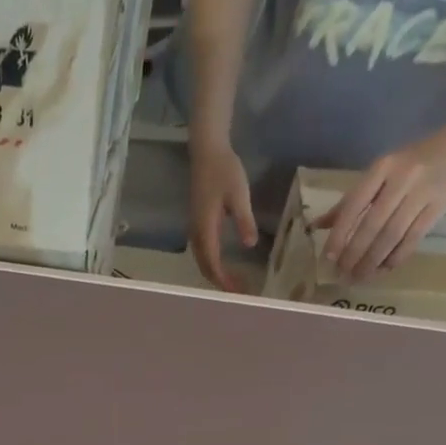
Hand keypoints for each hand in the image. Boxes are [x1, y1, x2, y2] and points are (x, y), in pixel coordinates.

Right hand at [188, 140, 258, 291]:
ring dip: (215, 274)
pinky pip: (202, 252)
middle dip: (219, 282)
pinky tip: (222, 264)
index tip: (237, 291)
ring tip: (230, 282)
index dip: (223, 280)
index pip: (212, 263)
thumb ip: (244, 220)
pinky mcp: (197, 224)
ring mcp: (195, 230)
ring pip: (202, 261)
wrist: (207, 152)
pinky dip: (212, 263)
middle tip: (237, 292)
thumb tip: (250, 245)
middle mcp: (196, 234)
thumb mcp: (239, 194)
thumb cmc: (224, 170)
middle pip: (205, 267)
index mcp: (205, 229)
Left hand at [315, 129, 445, 282]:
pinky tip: (383, 270)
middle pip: (372, 225)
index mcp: (382, 167)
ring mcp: (423, 192)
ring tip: (358, 277)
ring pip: (391, 236)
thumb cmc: (412, 163)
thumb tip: (316, 226)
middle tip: (342, 274)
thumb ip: (349, 201)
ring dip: (372, 261)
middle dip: (354, 254)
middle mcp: (403, 178)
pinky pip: (413, 239)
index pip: (354, 205)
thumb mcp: (379, 174)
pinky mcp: (439, 207)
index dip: (339, 234)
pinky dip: (395, 258)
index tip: (328, 258)